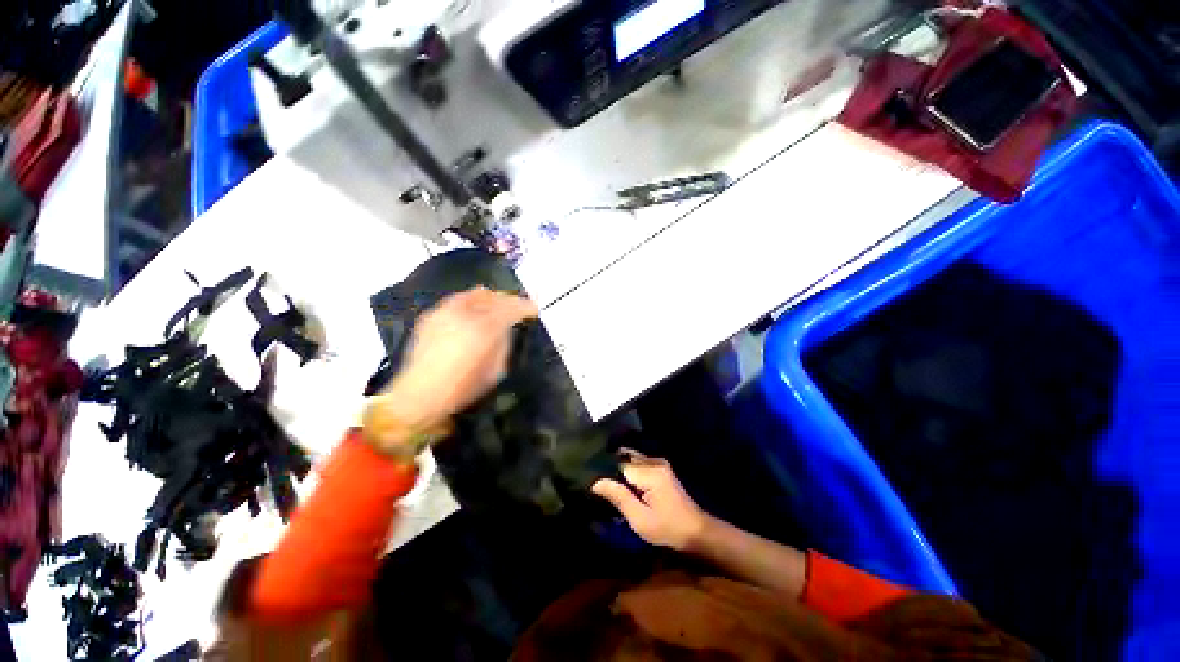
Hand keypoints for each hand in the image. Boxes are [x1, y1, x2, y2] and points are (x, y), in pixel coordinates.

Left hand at [364, 287, 537, 452]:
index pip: (510, 308)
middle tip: (514, 307)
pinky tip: (469, 315)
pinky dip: (467, 304)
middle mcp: (464, 313)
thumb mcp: (492, 374)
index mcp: (483, 328)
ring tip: (493, 308)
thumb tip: (503, 332)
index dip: (525, 307)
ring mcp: (444, 311)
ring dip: (486, 299)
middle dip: (505, 299)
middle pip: (491, 296)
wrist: (418, 394)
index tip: (533, 311)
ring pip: (471, 294)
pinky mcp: (430, 316)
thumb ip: (501, 347)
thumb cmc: (459, 391)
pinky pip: (454, 302)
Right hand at [592, 450, 708, 550]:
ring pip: (631, 462)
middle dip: (608, 468)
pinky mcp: (663, 475)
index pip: (617, 464)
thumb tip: (595, 481)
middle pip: (624, 458)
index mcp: (650, 473)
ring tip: (601, 485)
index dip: (601, 472)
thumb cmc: (667, 528)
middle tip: (591, 483)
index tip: (586, 482)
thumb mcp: (639, 518)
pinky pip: (639, 468)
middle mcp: (656, 464)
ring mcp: (661, 468)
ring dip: (618, 472)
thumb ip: (618, 497)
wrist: (696, 533)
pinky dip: (628, 475)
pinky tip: (618, 488)